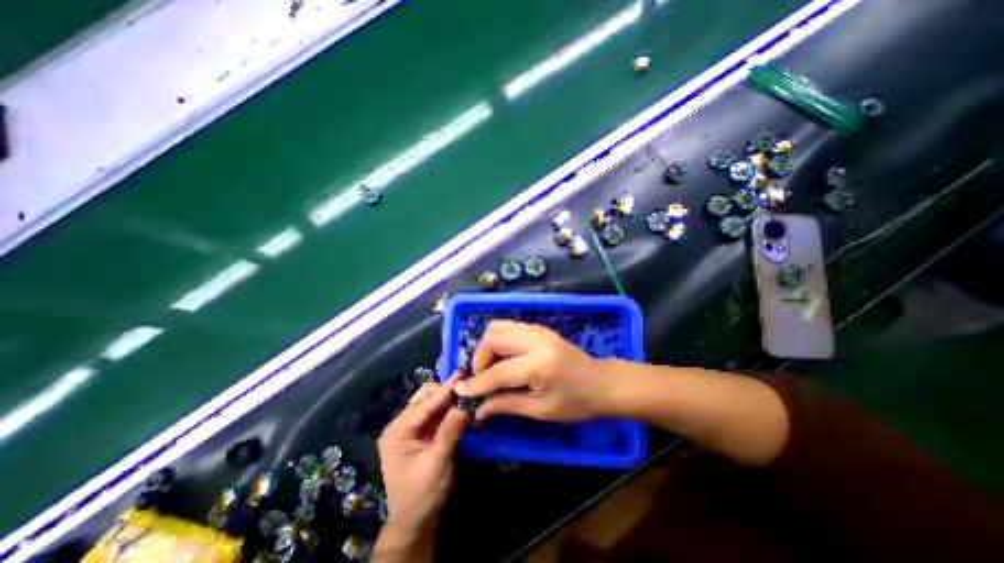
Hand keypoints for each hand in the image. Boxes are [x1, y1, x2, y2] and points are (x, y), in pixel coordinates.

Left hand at [379, 373, 469, 539]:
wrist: (415, 521)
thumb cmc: (420, 494)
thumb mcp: (435, 463)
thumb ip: (448, 433)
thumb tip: (463, 408)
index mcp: (397, 431)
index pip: (423, 405)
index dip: (443, 390)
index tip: (460, 375)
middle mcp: (402, 425)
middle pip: (425, 398)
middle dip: (445, 392)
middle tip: (466, 386)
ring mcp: (412, 428)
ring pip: (432, 404)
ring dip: (449, 400)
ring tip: (466, 395)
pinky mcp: (423, 433)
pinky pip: (437, 415)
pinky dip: (449, 410)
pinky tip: (462, 409)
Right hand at [456, 320, 612, 420]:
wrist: (602, 383)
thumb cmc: (577, 402)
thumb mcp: (541, 410)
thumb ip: (507, 405)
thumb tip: (478, 410)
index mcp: (539, 364)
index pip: (497, 371)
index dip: (477, 383)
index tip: (461, 391)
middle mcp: (536, 339)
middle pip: (493, 336)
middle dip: (480, 357)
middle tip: (483, 378)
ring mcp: (538, 329)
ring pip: (498, 326)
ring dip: (488, 346)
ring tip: (491, 368)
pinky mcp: (539, 328)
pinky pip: (509, 327)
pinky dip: (499, 341)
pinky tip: (503, 358)